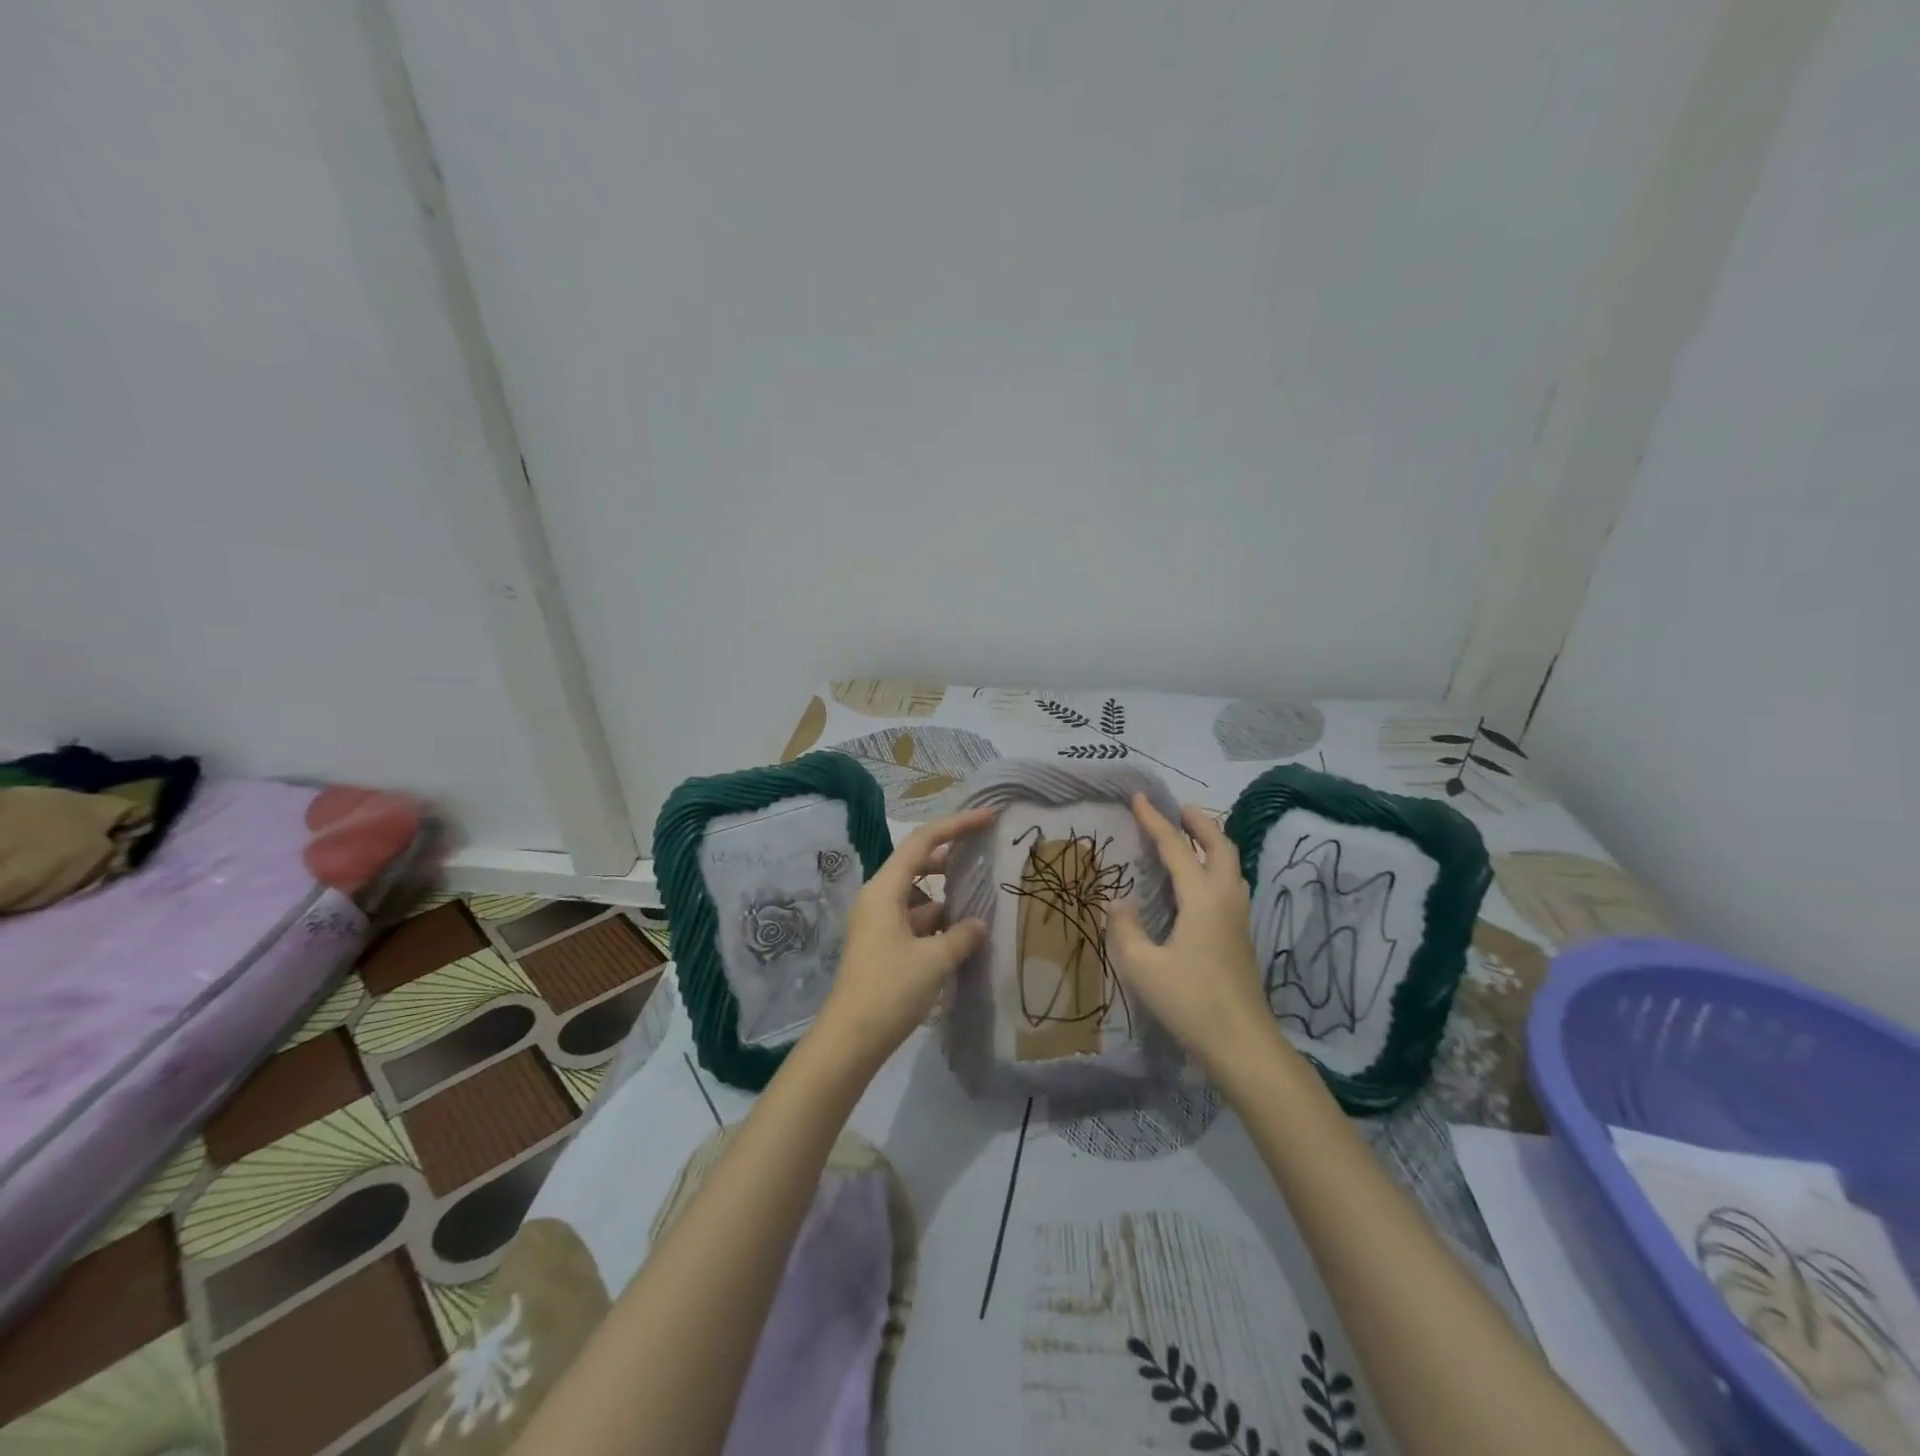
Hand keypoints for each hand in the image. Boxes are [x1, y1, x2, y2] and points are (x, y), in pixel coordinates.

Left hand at [811, 809, 990, 1070]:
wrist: (850, 1040)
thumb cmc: (890, 990)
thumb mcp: (935, 960)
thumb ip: (962, 936)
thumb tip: (978, 924)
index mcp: (885, 889)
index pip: (923, 841)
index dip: (956, 825)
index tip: (987, 818)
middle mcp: (878, 898)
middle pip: (917, 863)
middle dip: (951, 857)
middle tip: (985, 853)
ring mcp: (878, 923)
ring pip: (917, 895)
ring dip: (946, 894)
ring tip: (980, 898)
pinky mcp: (881, 946)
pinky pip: (914, 920)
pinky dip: (937, 921)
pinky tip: (961, 935)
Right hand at [1108, 794, 1270, 1074]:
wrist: (1242, 1045)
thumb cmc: (1190, 1002)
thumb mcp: (1143, 966)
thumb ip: (1125, 928)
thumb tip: (1116, 901)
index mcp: (1202, 899)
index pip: (1176, 848)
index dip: (1156, 821)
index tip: (1139, 797)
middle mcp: (1225, 899)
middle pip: (1220, 846)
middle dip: (1200, 822)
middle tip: (1179, 808)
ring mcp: (1239, 919)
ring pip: (1232, 865)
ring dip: (1213, 843)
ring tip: (1192, 838)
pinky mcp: (1241, 937)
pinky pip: (1231, 885)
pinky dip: (1217, 867)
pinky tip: (1201, 884)